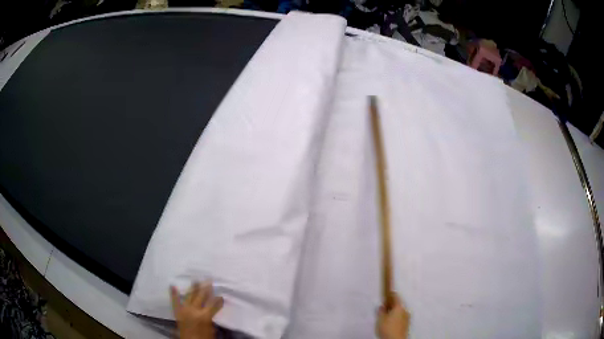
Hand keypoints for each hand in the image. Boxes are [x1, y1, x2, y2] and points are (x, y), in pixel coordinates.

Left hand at [170, 282, 223, 338]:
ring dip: (193, 288)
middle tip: (209, 280)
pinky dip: (174, 294)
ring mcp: (185, 310)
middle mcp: (194, 310)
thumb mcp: (212, 330)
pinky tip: (172, 286)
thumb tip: (212, 311)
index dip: (218, 300)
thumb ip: (211, 319)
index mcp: (205, 316)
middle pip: (201, 296)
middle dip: (206, 288)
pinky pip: (175, 301)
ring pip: (189, 296)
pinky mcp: (177, 312)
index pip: (214, 304)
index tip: (221, 296)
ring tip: (196, 280)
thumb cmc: (203, 338)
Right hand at [377, 293, 409, 338]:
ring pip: (400, 313)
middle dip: (391, 306)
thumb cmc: (387, 328)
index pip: (396, 296)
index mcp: (399, 307)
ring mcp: (407, 318)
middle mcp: (405, 311)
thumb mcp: (380, 319)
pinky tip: (390, 324)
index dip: (390, 294)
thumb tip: (382, 307)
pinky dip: (396, 319)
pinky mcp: (407, 325)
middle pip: (398, 305)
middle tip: (384, 309)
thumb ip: (381, 311)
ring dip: (394, 313)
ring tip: (386, 319)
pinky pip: (401, 319)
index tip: (387, 293)